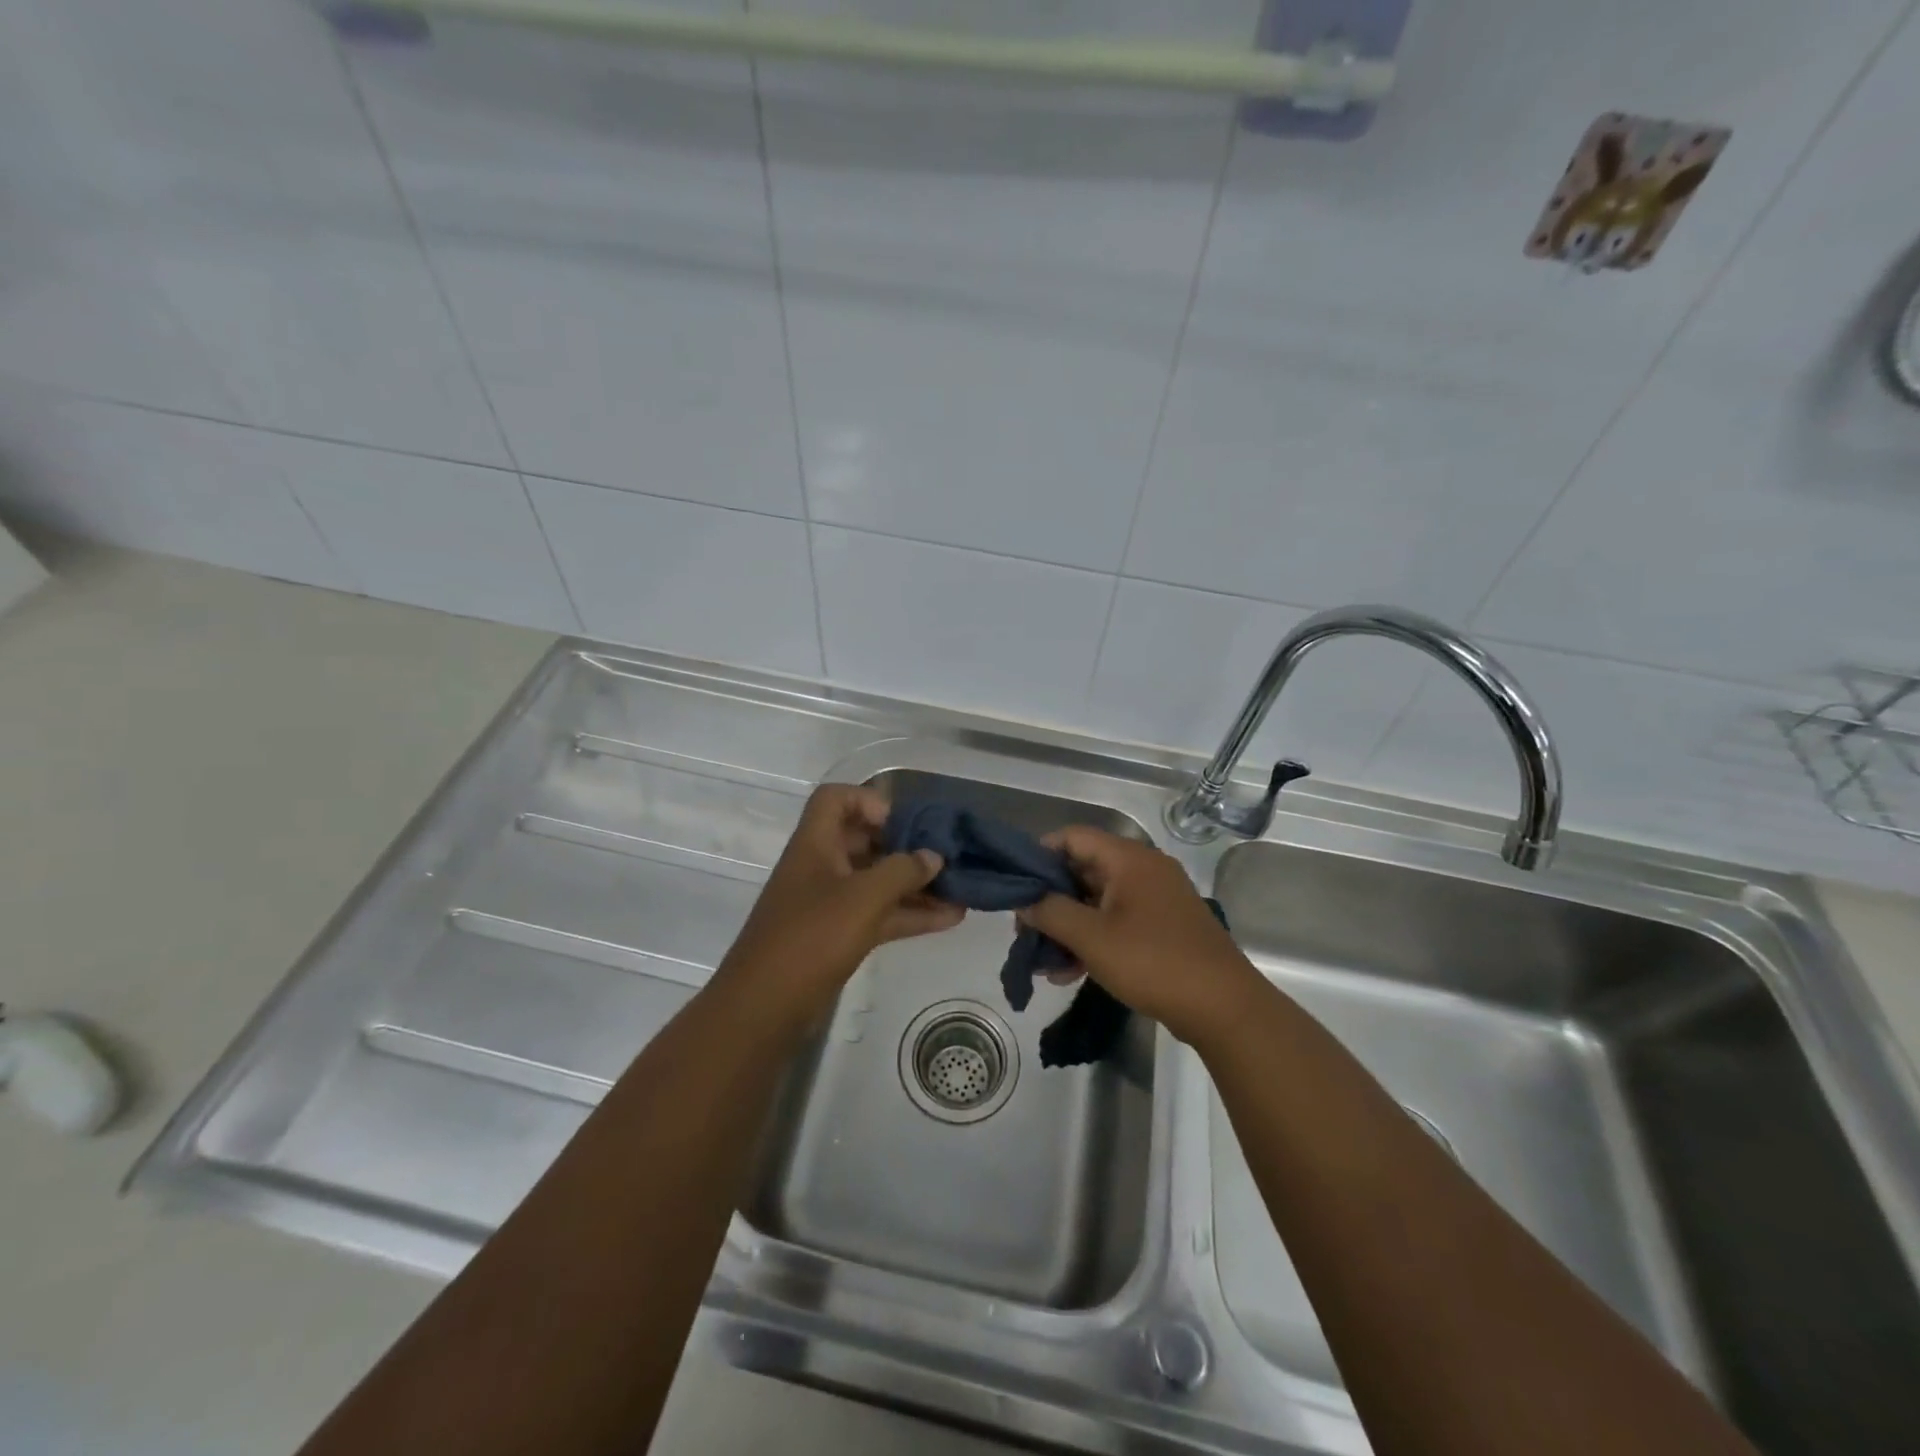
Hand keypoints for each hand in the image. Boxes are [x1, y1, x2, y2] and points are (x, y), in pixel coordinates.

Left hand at [718, 785, 964, 1027]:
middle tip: (945, 855)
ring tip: (960, 888)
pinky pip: (879, 914)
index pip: (836, 798)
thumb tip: (934, 856)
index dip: (869, 801)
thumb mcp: (863, 897)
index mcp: (815, 843)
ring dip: (915, 884)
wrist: (764, 1008)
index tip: (903, 824)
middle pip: (865, 840)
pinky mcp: (838, 936)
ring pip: (876, 881)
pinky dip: (910, 914)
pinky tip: (950, 918)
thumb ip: (902, 871)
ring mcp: (829, 903)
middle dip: (906, 846)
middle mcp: (821, 866)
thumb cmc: (811, 937)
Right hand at [1017, 827, 1262, 1046]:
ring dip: (1068, 926)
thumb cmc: (1153, 962)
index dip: (1040, 854)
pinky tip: (1069, 973)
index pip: (1073, 837)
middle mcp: (1143, 869)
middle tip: (1024, 930)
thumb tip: (1023, 900)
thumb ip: (1051, 913)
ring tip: (1042, 961)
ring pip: (1097, 900)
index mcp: (1128, 859)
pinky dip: (1092, 939)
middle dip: (1050, 900)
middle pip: (1083, 869)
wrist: (1224, 1007)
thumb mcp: (1092, 938)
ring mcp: (1155, 899)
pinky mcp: (1162, 927)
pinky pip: (1116, 921)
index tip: (1015, 885)